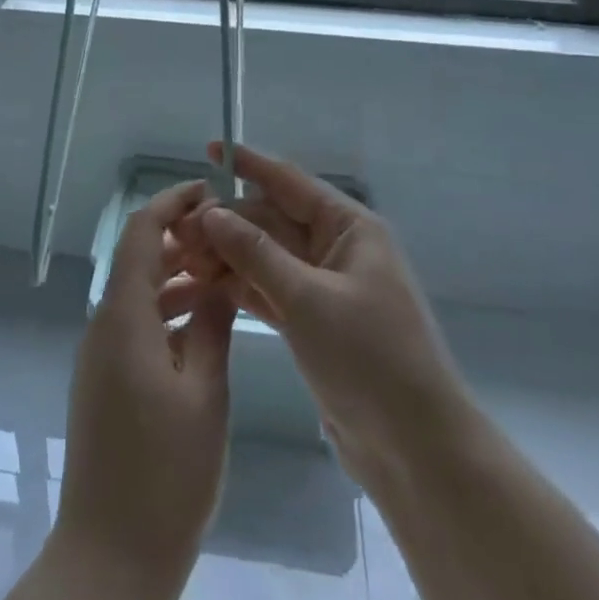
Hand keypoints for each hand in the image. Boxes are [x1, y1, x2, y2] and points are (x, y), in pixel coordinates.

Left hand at [54, 180, 234, 582]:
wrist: (109, 558)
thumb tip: (218, 279)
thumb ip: (211, 325)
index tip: (210, 192)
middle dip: (181, 239)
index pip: (141, 232)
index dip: (172, 203)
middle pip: (138, 258)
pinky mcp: (105, 381)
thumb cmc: (164, 473)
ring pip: (139, 293)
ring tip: (225, 277)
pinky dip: (167, 312)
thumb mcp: (204, 393)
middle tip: (229, 238)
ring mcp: (101, 354)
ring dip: (177, 277)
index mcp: (123, 315)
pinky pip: (136, 324)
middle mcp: (104, 324)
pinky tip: (203, 327)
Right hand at [188, 143, 466, 489]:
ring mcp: (324, 287)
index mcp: (349, 227)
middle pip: (272, 220)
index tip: (210, 148)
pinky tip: (205, 285)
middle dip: (228, 221)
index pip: (289, 181)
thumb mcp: (308, 299)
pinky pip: (271, 290)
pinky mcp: (314, 323)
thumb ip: (256, 253)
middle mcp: (336, 248)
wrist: (418, 451)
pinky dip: (242, 286)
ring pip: (267, 256)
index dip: (249, 164)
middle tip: (179, 230)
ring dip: (229, 255)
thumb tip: (211, 212)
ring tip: (183, 258)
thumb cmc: (370, 358)